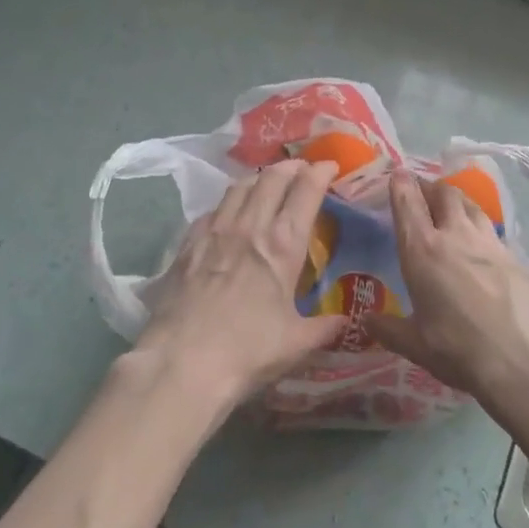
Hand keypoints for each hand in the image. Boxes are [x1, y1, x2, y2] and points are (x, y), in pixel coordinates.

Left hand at [130, 159, 346, 405]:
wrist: (182, 362)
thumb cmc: (247, 352)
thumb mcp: (296, 343)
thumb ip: (324, 328)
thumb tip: (347, 322)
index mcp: (283, 245)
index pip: (306, 191)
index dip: (321, 172)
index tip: (330, 165)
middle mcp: (250, 226)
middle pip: (272, 177)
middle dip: (291, 166)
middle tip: (302, 168)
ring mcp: (215, 230)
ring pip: (240, 186)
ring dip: (259, 177)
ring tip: (268, 181)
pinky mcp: (188, 242)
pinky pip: (213, 209)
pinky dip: (229, 202)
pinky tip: (229, 213)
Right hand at [367, 170, 528, 422]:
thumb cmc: (462, 350)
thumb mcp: (418, 346)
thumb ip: (390, 330)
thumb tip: (366, 321)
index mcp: (422, 249)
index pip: (407, 202)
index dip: (400, 184)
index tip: (395, 174)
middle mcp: (455, 234)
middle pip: (443, 192)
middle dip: (430, 186)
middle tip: (421, 190)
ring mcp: (488, 241)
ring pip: (470, 204)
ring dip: (456, 200)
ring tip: (449, 207)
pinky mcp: (514, 255)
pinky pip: (490, 228)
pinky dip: (478, 225)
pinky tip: (479, 243)